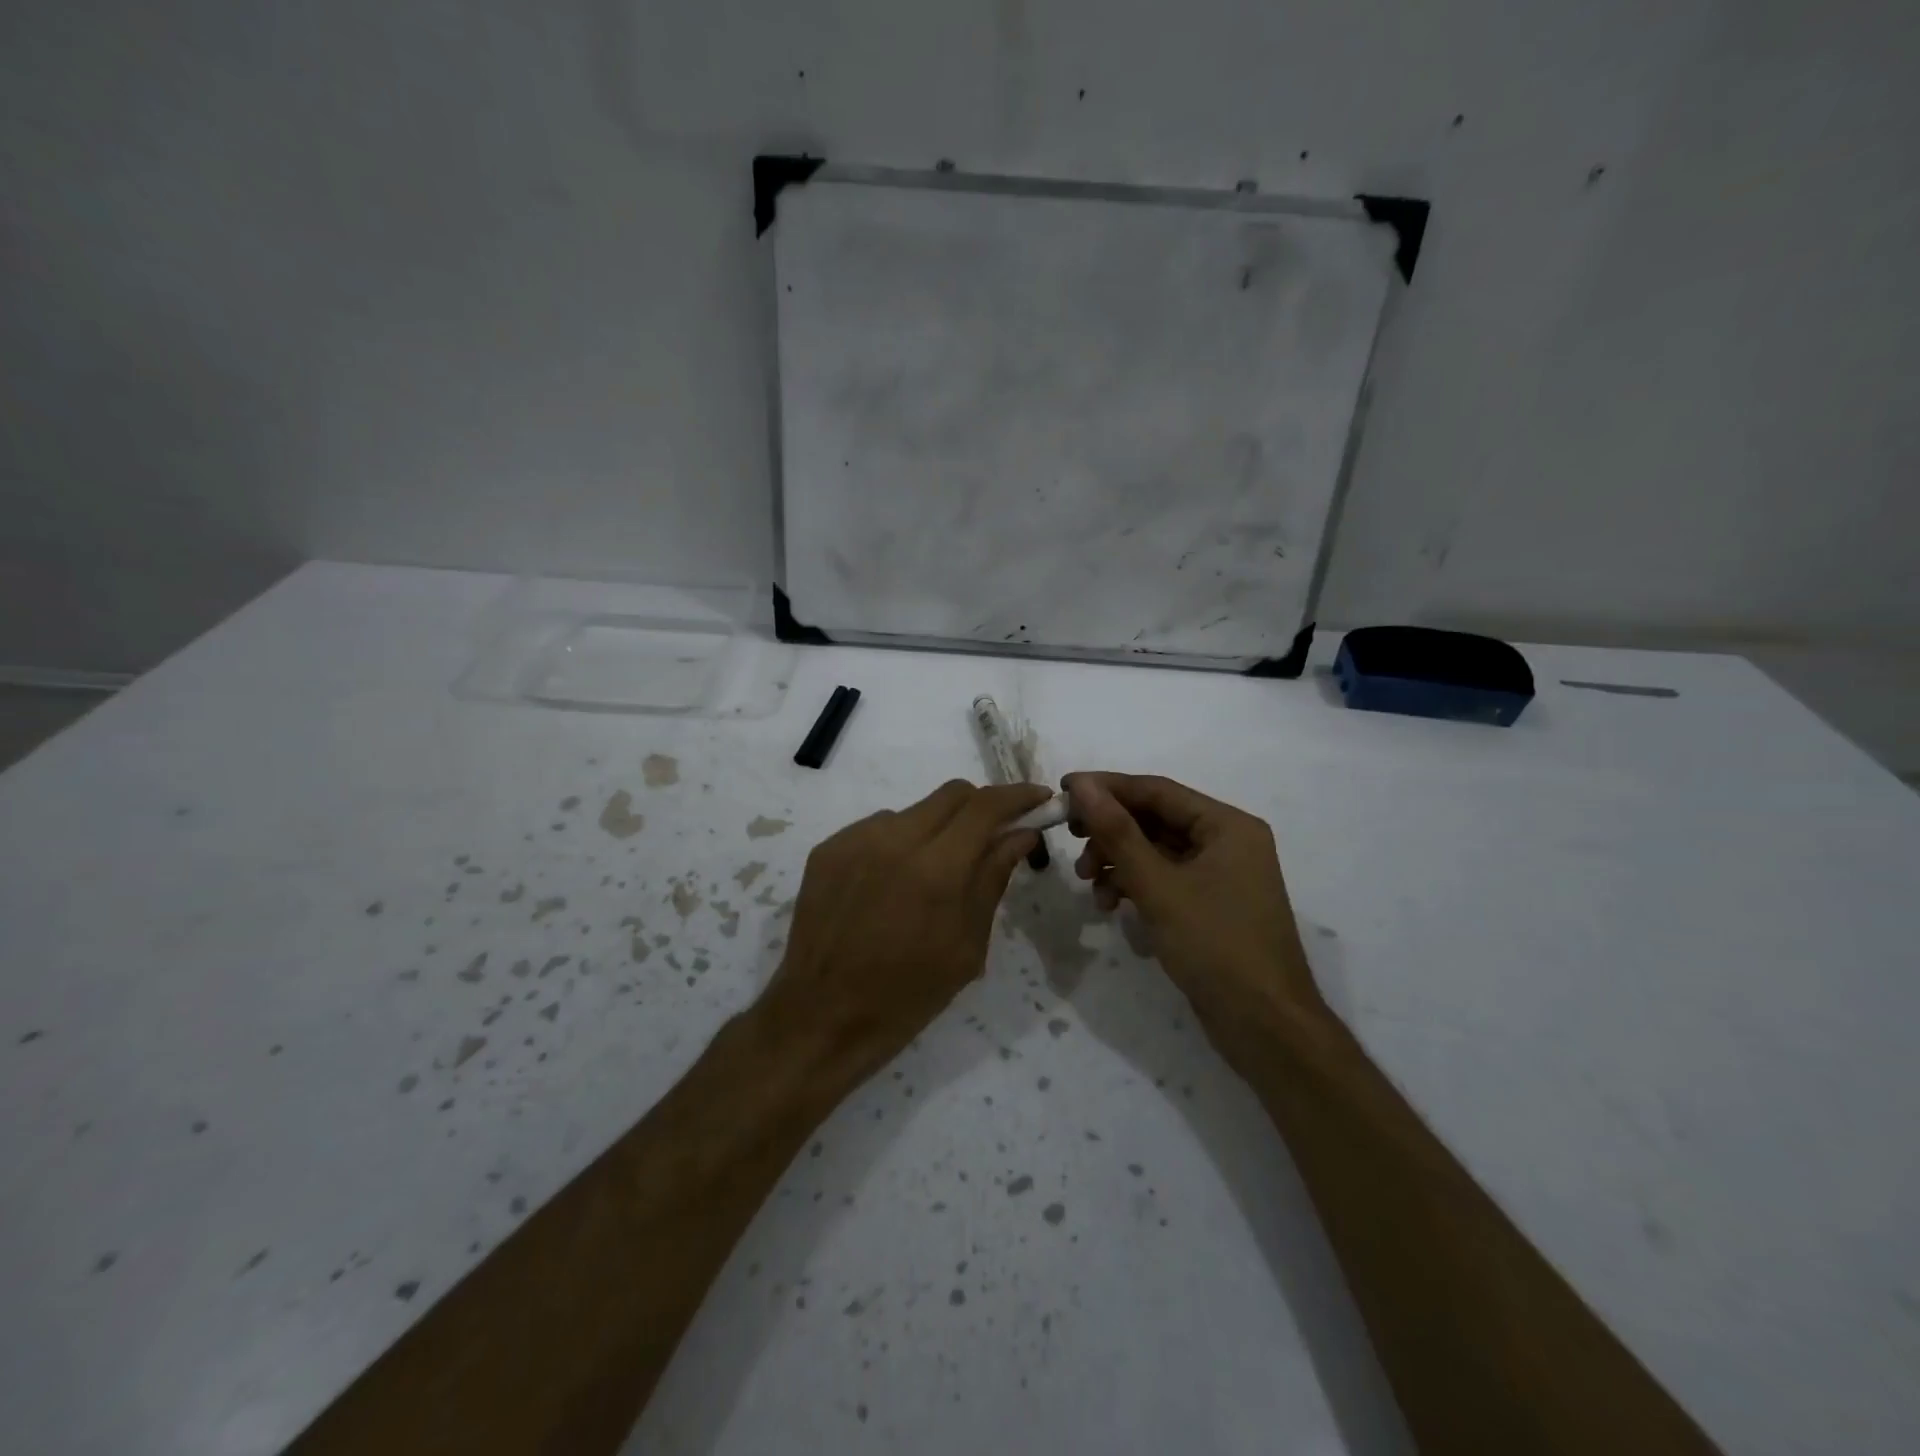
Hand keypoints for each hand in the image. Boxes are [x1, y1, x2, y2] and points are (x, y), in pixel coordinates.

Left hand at [759, 779, 1051, 1085]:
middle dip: (982, 806)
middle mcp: (892, 839)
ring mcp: (854, 840)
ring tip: (935, 873)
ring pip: (914, 811)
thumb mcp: (966, 946)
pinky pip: (878, 828)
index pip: (985, 806)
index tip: (1039, 798)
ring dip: (938, 828)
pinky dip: (900, 842)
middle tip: (995, 834)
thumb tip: (1020, 834)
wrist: (821, 1017)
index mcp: (934, 869)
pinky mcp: (827, 850)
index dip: (1018, 795)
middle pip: (951, 794)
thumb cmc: (907, 995)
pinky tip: (895, 883)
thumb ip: (993, 878)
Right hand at [1063, 771, 1325, 1059]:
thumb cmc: (1216, 946)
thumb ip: (1118, 833)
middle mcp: (1227, 841)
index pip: (1157, 790)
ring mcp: (1219, 875)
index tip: (1063, 790)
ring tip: (1086, 880)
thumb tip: (1083, 786)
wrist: (1264, 1027)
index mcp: (1227, 825)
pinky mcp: (1209, 904)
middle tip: (1070, 837)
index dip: (1108, 787)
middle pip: (1155, 819)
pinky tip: (1109, 904)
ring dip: (1117, 860)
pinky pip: (1163, 878)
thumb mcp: (1158, 886)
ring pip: (1155, 850)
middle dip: (1110, 829)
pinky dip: (1133, 885)